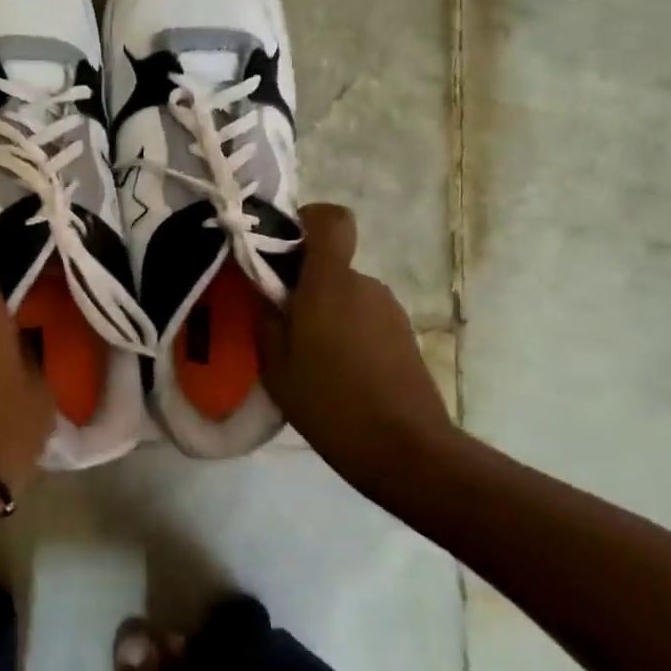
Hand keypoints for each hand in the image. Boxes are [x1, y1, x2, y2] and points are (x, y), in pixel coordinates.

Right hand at [259, 204, 459, 498]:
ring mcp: (389, 310)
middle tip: (281, 322)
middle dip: (303, 282)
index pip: (331, 219)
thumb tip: (264, 289)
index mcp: (330, 282)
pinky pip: (364, 317)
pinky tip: (336, 373)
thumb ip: (266, 317)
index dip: (307, 220)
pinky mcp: (403, 336)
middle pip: (330, 263)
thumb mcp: (276, 365)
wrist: (407, 451)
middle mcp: (364, 285)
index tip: (282, 247)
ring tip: (308, 357)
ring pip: (345, 293)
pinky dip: (346, 332)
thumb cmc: (330, 402)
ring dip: (325, 311)